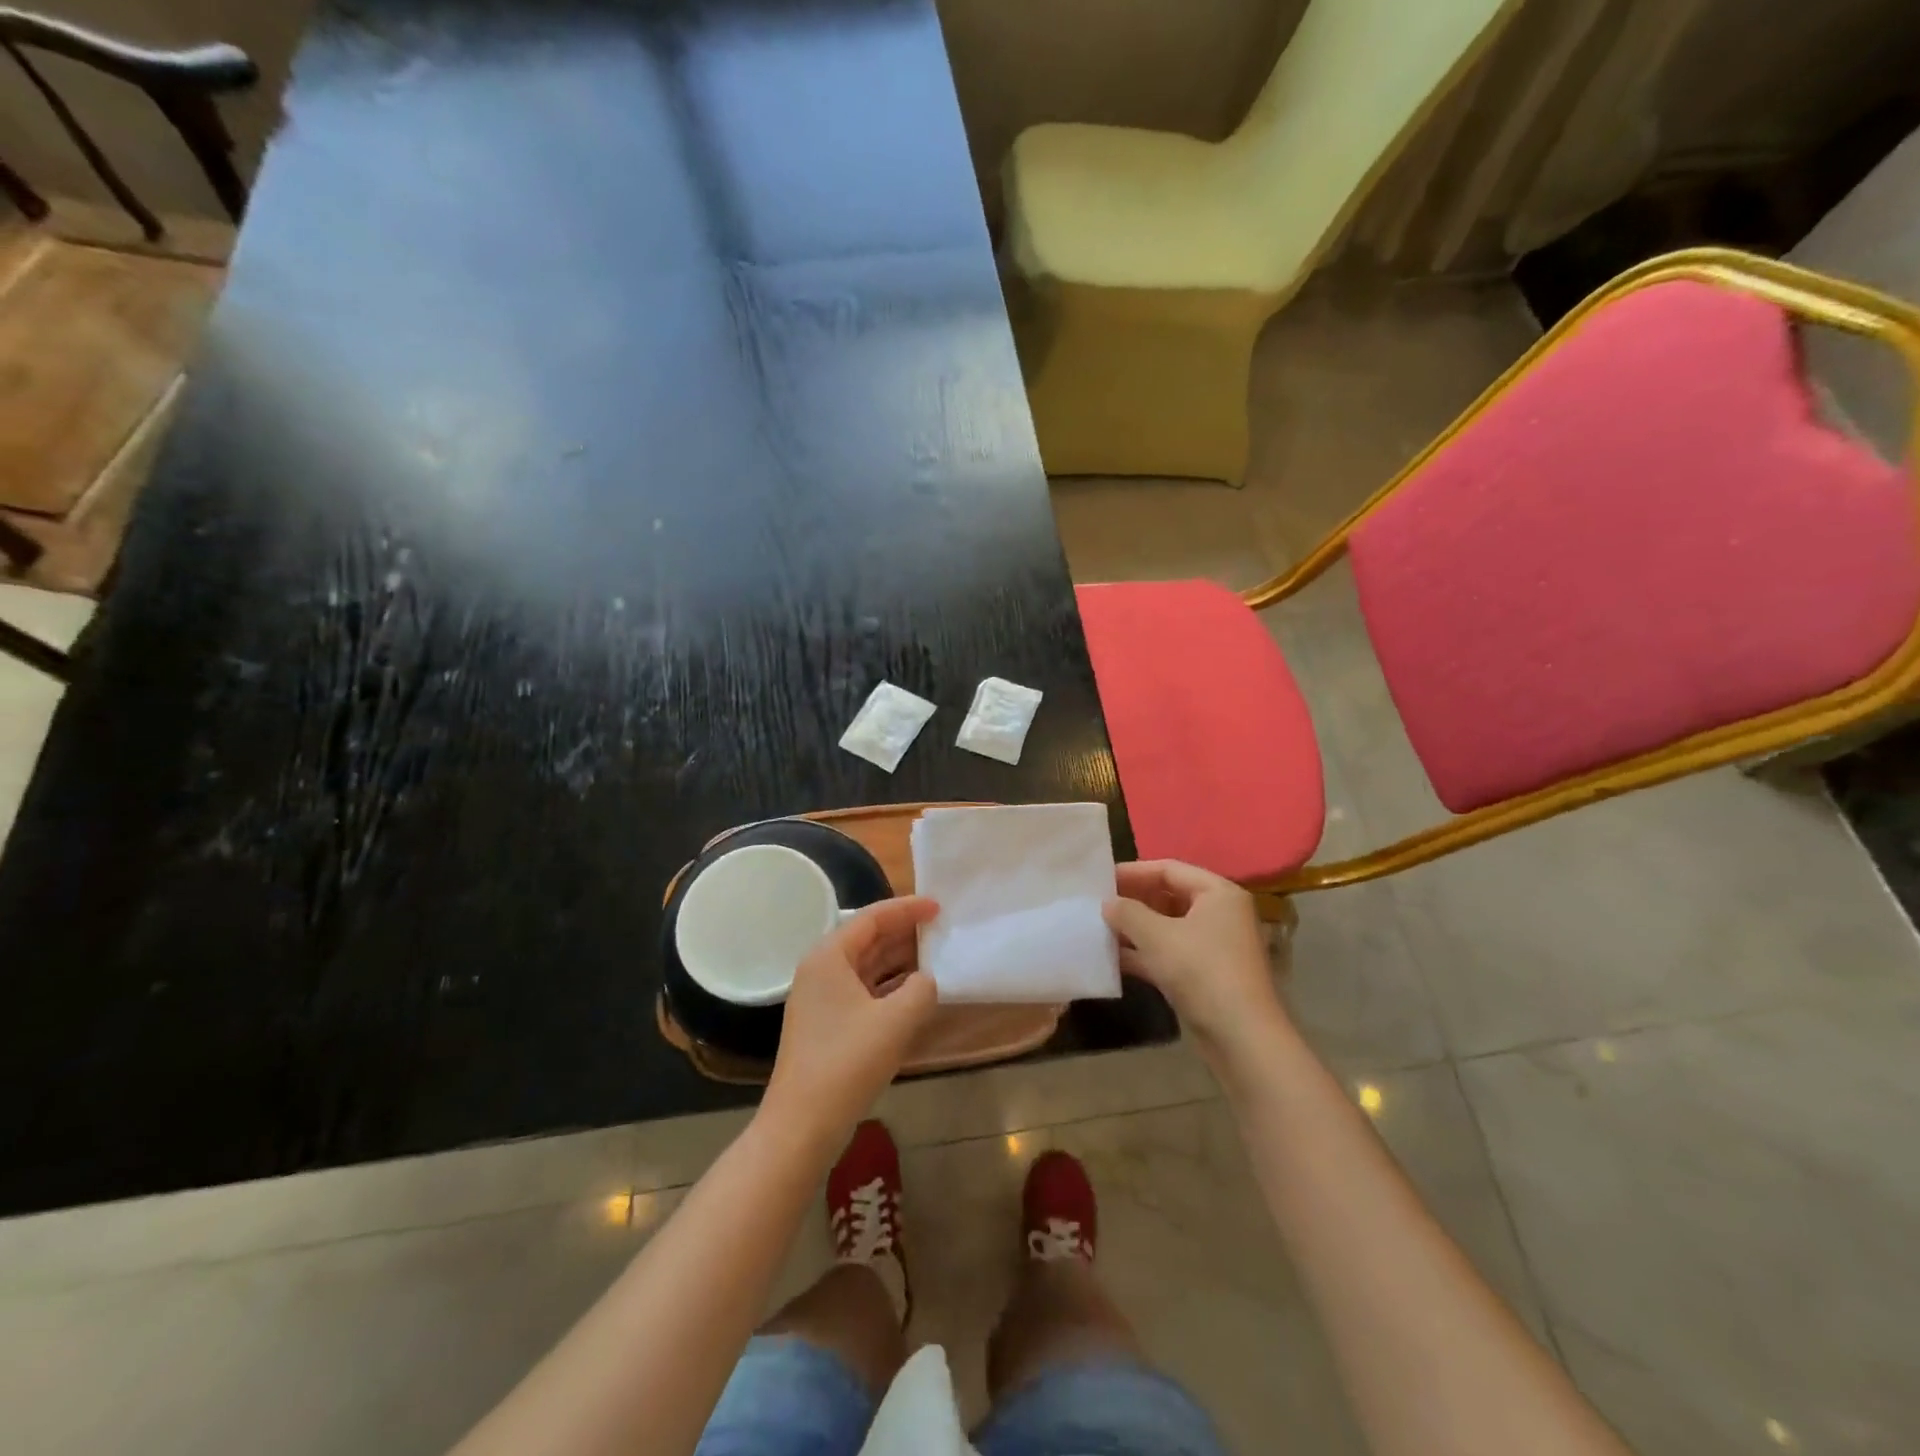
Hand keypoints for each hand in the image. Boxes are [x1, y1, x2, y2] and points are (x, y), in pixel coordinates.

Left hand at [763, 896, 939, 1150]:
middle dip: (904, 932)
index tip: (939, 906)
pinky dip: (889, 986)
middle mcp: (820, 970)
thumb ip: (921, 989)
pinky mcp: (828, 1025)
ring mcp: (821, 999)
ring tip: (935, 955)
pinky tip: (915, 992)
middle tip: (941, 928)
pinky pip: (863, 990)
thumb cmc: (847, 1062)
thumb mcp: (896, 1020)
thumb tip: (926, 980)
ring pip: (866, 966)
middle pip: (867, 938)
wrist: (802, 1125)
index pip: (871, 917)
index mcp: (829, 956)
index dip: (907, 909)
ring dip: (899, 960)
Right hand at [1103, 860, 1285, 1058]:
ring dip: (1135, 929)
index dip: (1133, 872)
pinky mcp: (1205, 974)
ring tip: (1099, 929)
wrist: (1241, 1038)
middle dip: (1133, 901)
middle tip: (1097, 904)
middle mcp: (1219, 913)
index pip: (1169, 869)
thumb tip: (1108, 903)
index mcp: (1217, 893)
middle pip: (1168, 896)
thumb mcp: (1158, 936)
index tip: (1100, 879)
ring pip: (1167, 927)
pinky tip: (1113, 959)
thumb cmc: (1201, 972)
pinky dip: (1144, 953)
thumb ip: (1128, 913)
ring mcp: (1213, 946)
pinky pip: (1169, 952)